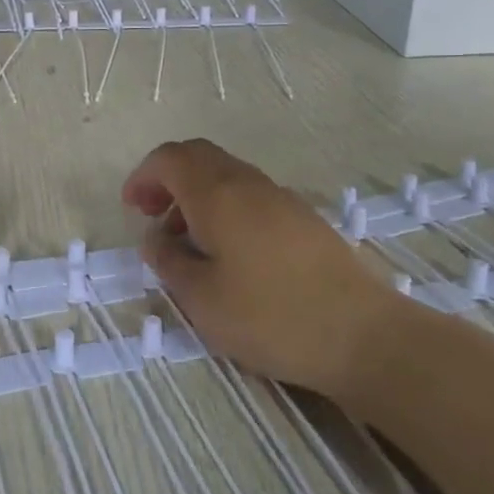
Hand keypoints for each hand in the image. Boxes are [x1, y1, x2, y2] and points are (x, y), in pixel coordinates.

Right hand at [123, 139, 396, 399]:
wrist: (362, 336)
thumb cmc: (269, 316)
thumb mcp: (200, 298)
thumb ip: (168, 261)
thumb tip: (155, 237)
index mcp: (218, 195)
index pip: (171, 158)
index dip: (144, 176)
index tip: (132, 207)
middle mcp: (249, 185)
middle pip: (200, 158)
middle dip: (168, 179)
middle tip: (153, 216)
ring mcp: (282, 199)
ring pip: (227, 177)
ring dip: (197, 196)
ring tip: (187, 242)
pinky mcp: (304, 220)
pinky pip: (251, 196)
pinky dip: (226, 209)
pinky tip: (228, 253)